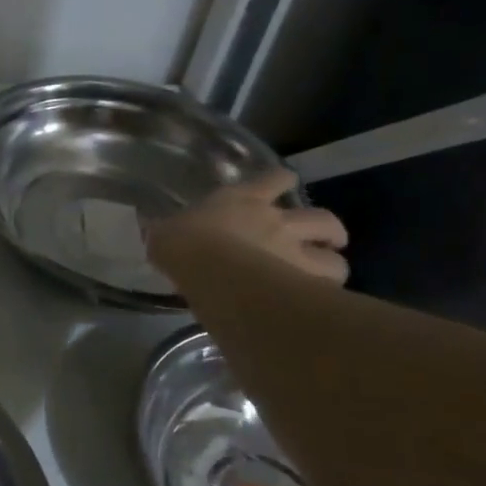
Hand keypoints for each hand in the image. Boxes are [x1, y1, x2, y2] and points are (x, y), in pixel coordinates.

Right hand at [146, 168, 348, 286]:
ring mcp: (296, 253)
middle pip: (323, 219)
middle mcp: (278, 221)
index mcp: (243, 200)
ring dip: (332, 266)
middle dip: (329, 230)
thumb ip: (166, 230)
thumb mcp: (165, 233)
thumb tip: (150, 226)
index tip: (283, 185)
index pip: (274, 179)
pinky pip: (326, 291)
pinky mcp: (304, 283)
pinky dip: (324, 297)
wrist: (208, 268)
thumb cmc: (183, 244)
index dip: (282, 181)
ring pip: (335, 259)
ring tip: (323, 278)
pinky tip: (315, 306)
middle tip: (325, 241)